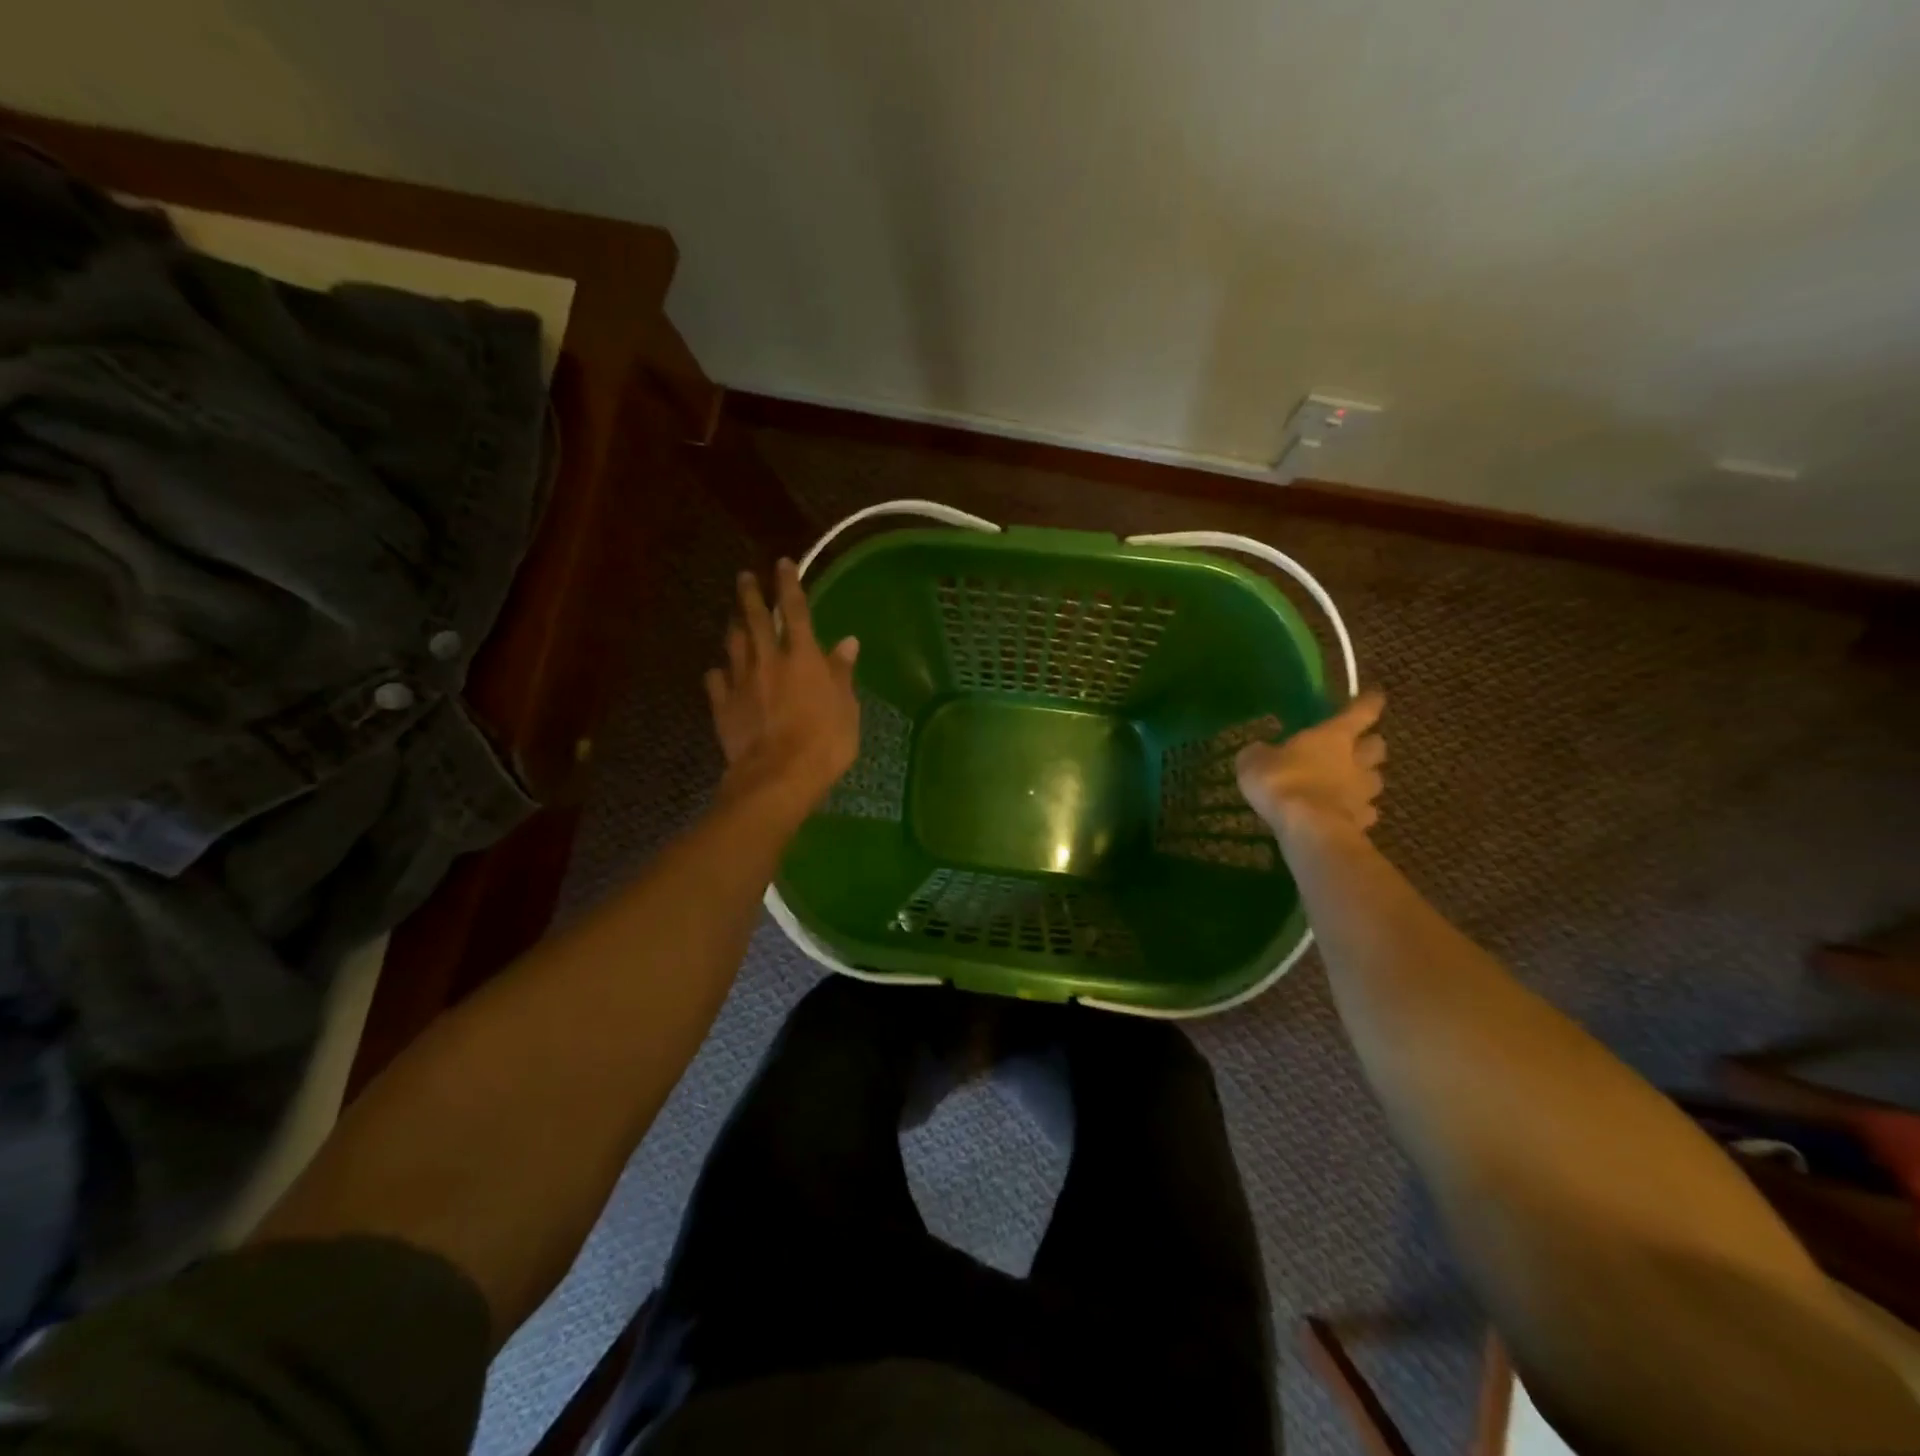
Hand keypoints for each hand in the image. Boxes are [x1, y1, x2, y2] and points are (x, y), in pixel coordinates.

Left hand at [706, 559, 860, 814]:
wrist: (778, 775)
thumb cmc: (825, 741)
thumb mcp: (847, 707)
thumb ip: (842, 673)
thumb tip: (847, 643)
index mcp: (802, 656)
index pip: (794, 610)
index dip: (789, 585)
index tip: (782, 564)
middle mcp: (768, 660)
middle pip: (754, 619)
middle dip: (750, 595)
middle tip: (744, 578)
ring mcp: (741, 682)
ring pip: (733, 645)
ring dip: (734, 627)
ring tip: (733, 618)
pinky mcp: (723, 706)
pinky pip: (716, 681)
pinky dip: (718, 672)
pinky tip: (718, 672)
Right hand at [1236, 690, 1386, 846]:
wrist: (1308, 828)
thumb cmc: (1282, 781)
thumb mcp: (1254, 761)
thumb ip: (1260, 753)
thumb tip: (1259, 751)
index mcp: (1333, 736)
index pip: (1361, 712)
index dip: (1368, 702)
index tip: (1374, 696)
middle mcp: (1355, 760)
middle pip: (1377, 746)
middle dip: (1370, 744)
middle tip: (1357, 747)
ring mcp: (1363, 792)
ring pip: (1375, 779)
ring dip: (1365, 779)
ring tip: (1350, 784)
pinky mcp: (1363, 822)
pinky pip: (1366, 812)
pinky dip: (1358, 812)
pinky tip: (1344, 815)